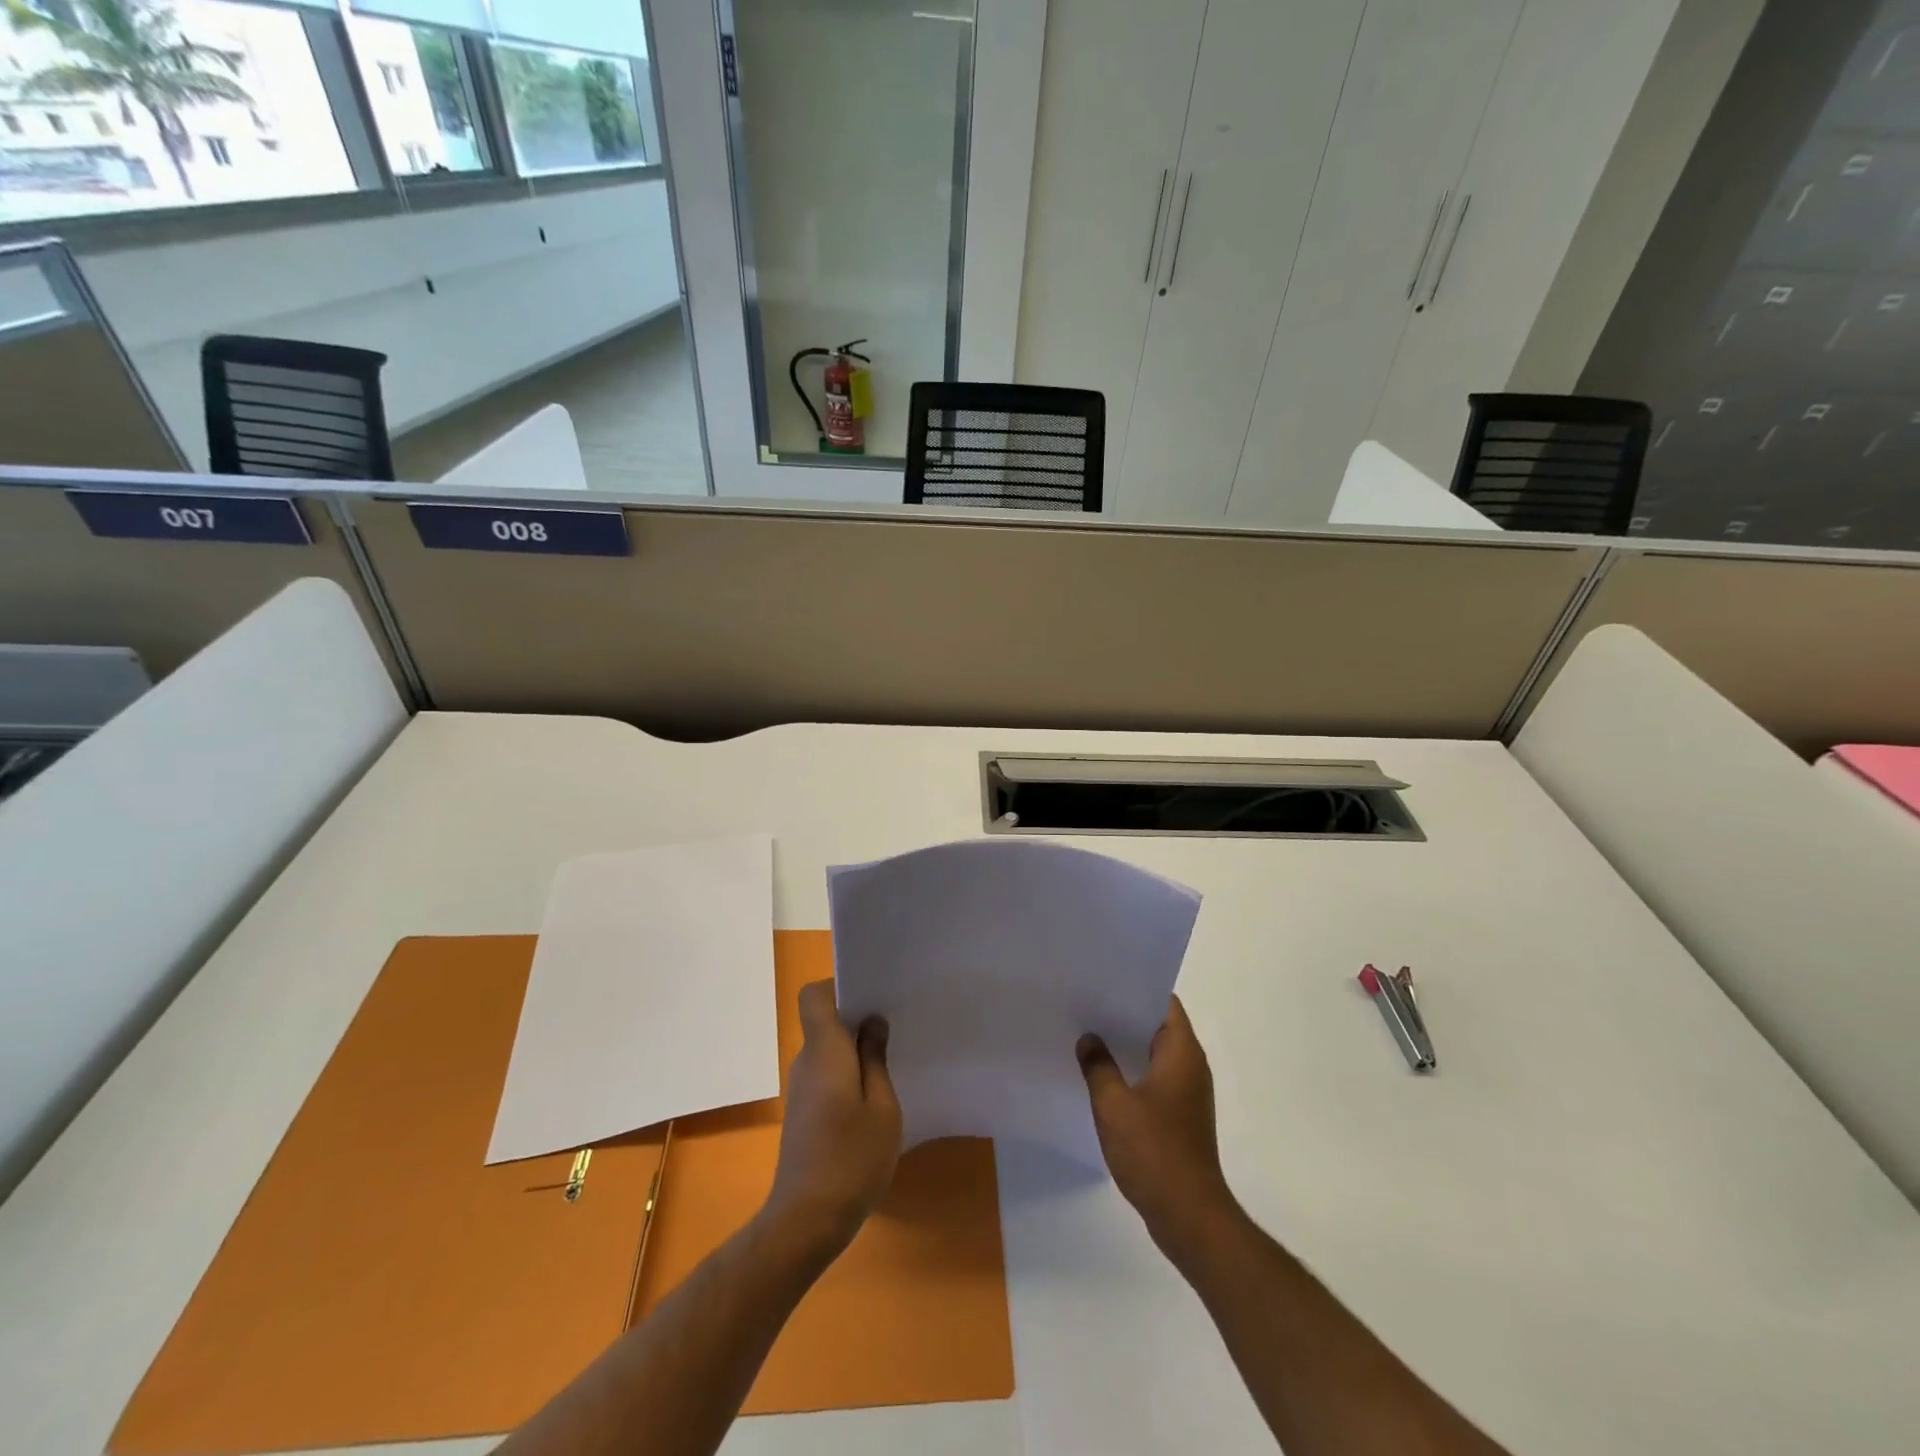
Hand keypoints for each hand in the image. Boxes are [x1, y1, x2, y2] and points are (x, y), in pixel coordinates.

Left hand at [762, 981, 901, 1260]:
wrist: (805, 1222)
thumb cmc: (851, 1159)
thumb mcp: (882, 1107)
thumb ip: (876, 1059)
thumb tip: (872, 1023)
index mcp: (824, 1051)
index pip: (814, 995)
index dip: (839, 986)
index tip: (873, 996)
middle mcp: (806, 1062)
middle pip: (824, 1021)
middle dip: (857, 1017)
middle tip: (896, 1025)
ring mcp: (801, 1089)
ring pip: (826, 1050)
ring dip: (855, 1049)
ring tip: (893, 1060)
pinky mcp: (803, 1113)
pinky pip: (825, 1074)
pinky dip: (847, 1074)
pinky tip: (875, 1098)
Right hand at [1079, 996, 1238, 1261]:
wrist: (1189, 1215)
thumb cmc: (1154, 1151)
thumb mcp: (1114, 1104)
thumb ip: (1098, 1066)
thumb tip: (1089, 1039)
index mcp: (1181, 1052)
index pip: (1164, 1003)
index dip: (1136, 988)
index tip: (1104, 980)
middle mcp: (1191, 1066)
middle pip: (1158, 1026)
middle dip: (1125, 1015)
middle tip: (1087, 1004)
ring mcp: (1188, 1094)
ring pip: (1155, 1055)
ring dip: (1127, 1046)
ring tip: (1089, 1036)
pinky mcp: (1181, 1118)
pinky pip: (1155, 1080)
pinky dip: (1133, 1072)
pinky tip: (1103, 1079)